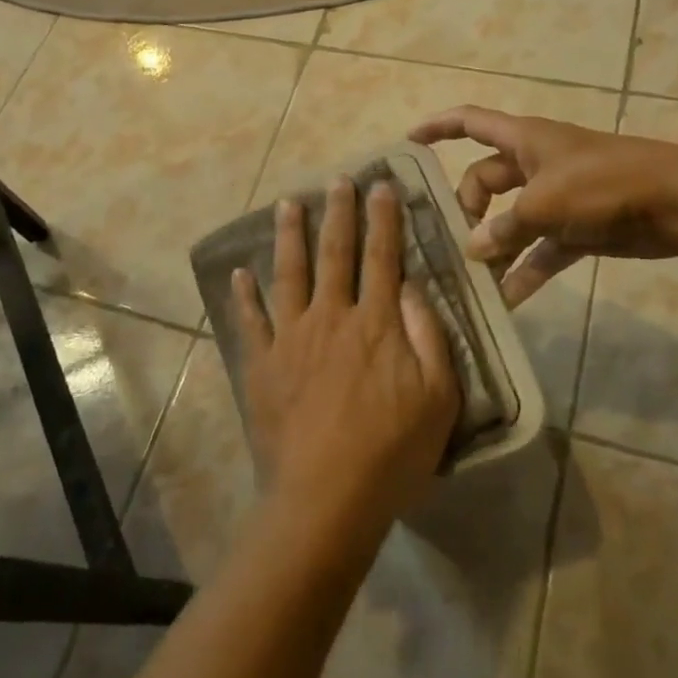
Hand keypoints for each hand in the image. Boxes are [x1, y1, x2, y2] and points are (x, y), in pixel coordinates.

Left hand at [232, 178, 459, 559]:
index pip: (382, 258)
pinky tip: (239, 272)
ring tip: (287, 203)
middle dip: (338, 213)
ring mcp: (291, 338)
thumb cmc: (392, 452)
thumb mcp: (438, 398)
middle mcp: (331, 318)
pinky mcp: (263, 364)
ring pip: (290, 274)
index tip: (381, 186)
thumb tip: (411, 286)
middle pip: (335, 254)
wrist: (326, 497)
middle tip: (337, 180)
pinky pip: (251, 321)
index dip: (383, 220)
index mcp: (376, 324)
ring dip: (289, 235)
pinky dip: (244, 295)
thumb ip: (428, 335)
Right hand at [409, 106, 677, 306]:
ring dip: (495, 248)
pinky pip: (540, 249)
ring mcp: (556, 197)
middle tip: (455, 244)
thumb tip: (473, 249)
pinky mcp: (576, 228)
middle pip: (484, 180)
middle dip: (467, 210)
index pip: (469, 122)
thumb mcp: (543, 203)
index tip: (407, 143)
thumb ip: (503, 227)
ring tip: (472, 280)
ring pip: (510, 220)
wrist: (675, 201)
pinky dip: (525, 270)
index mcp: (523, 139)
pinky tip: (508, 300)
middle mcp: (535, 164)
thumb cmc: (602, 183)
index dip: (437, 128)